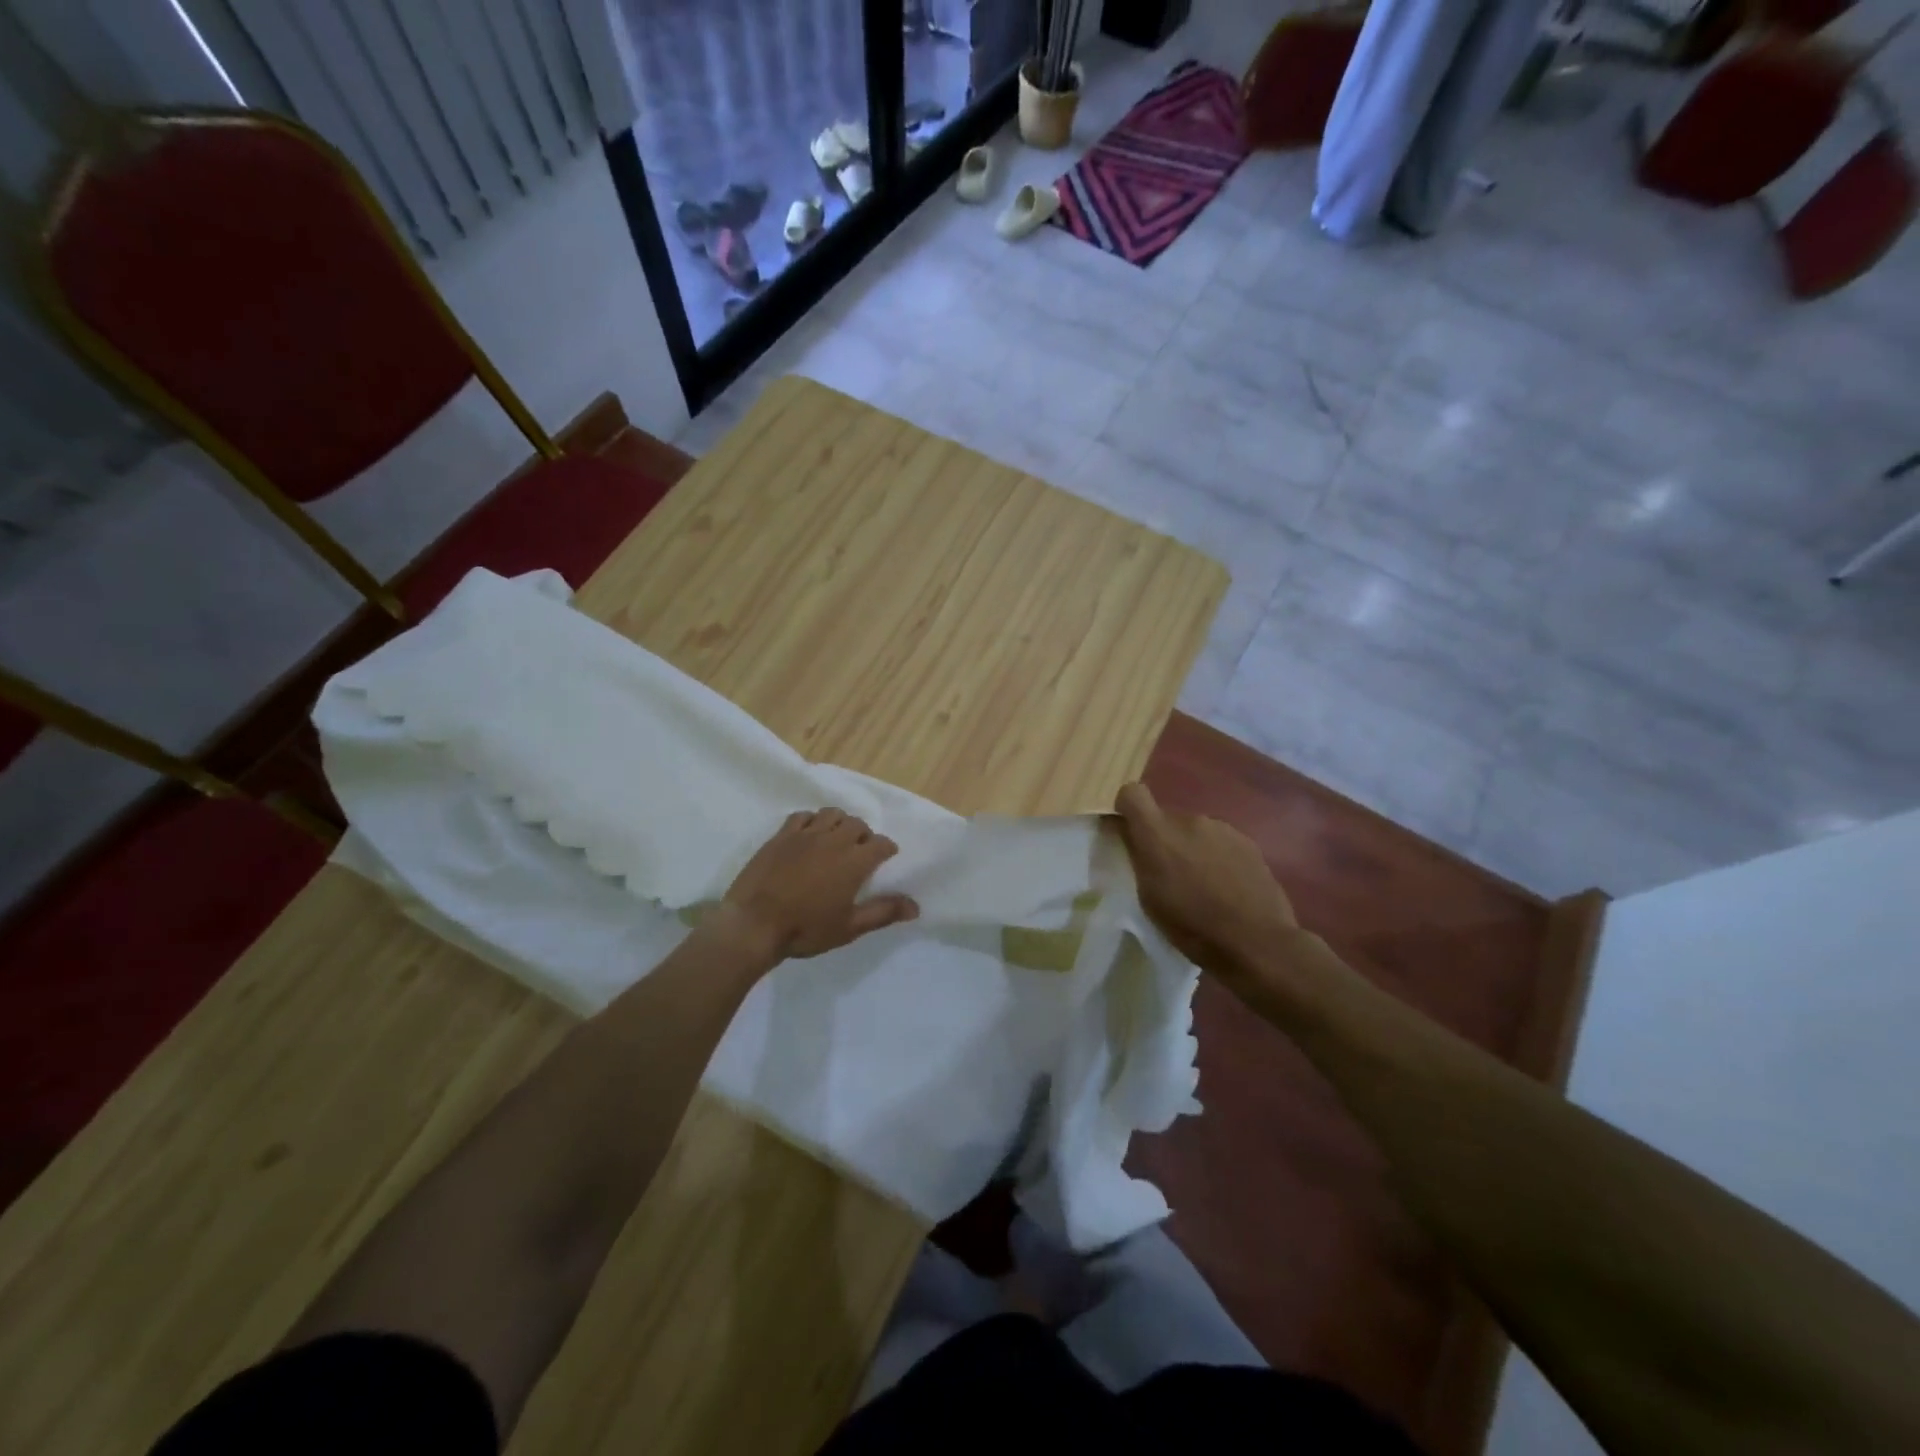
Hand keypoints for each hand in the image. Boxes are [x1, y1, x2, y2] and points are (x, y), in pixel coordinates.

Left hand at [717, 808, 918, 961]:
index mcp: (854, 861)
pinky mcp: (781, 836)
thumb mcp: (849, 927)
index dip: (887, 849)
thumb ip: (883, 913)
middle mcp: (833, 840)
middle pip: (857, 824)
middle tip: (860, 851)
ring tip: (836, 839)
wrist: (753, 924)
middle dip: (864, 834)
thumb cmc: (805, 929)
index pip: (880, 843)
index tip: (885, 858)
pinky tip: (809, 835)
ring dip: (840, 823)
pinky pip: (802, 816)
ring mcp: (805, 835)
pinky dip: (812, 821)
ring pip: (831, 814)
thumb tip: (915, 906)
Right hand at [1113, 782, 1304, 993]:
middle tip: (1169, 874)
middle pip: (1166, 818)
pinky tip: (1227, 887)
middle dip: (1164, 840)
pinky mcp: (1247, 842)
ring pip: (1195, 831)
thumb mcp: (1149, 898)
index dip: (1127, 808)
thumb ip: (1139, 859)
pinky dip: (1217, 857)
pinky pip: (1220, 842)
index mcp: (1158, 834)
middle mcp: (1190, 820)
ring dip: (1192, 848)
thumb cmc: (1193, 926)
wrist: (1256, 942)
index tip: (1129, 832)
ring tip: (1202, 884)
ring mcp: (1222, 829)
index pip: (1132, 794)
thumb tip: (1131, 837)